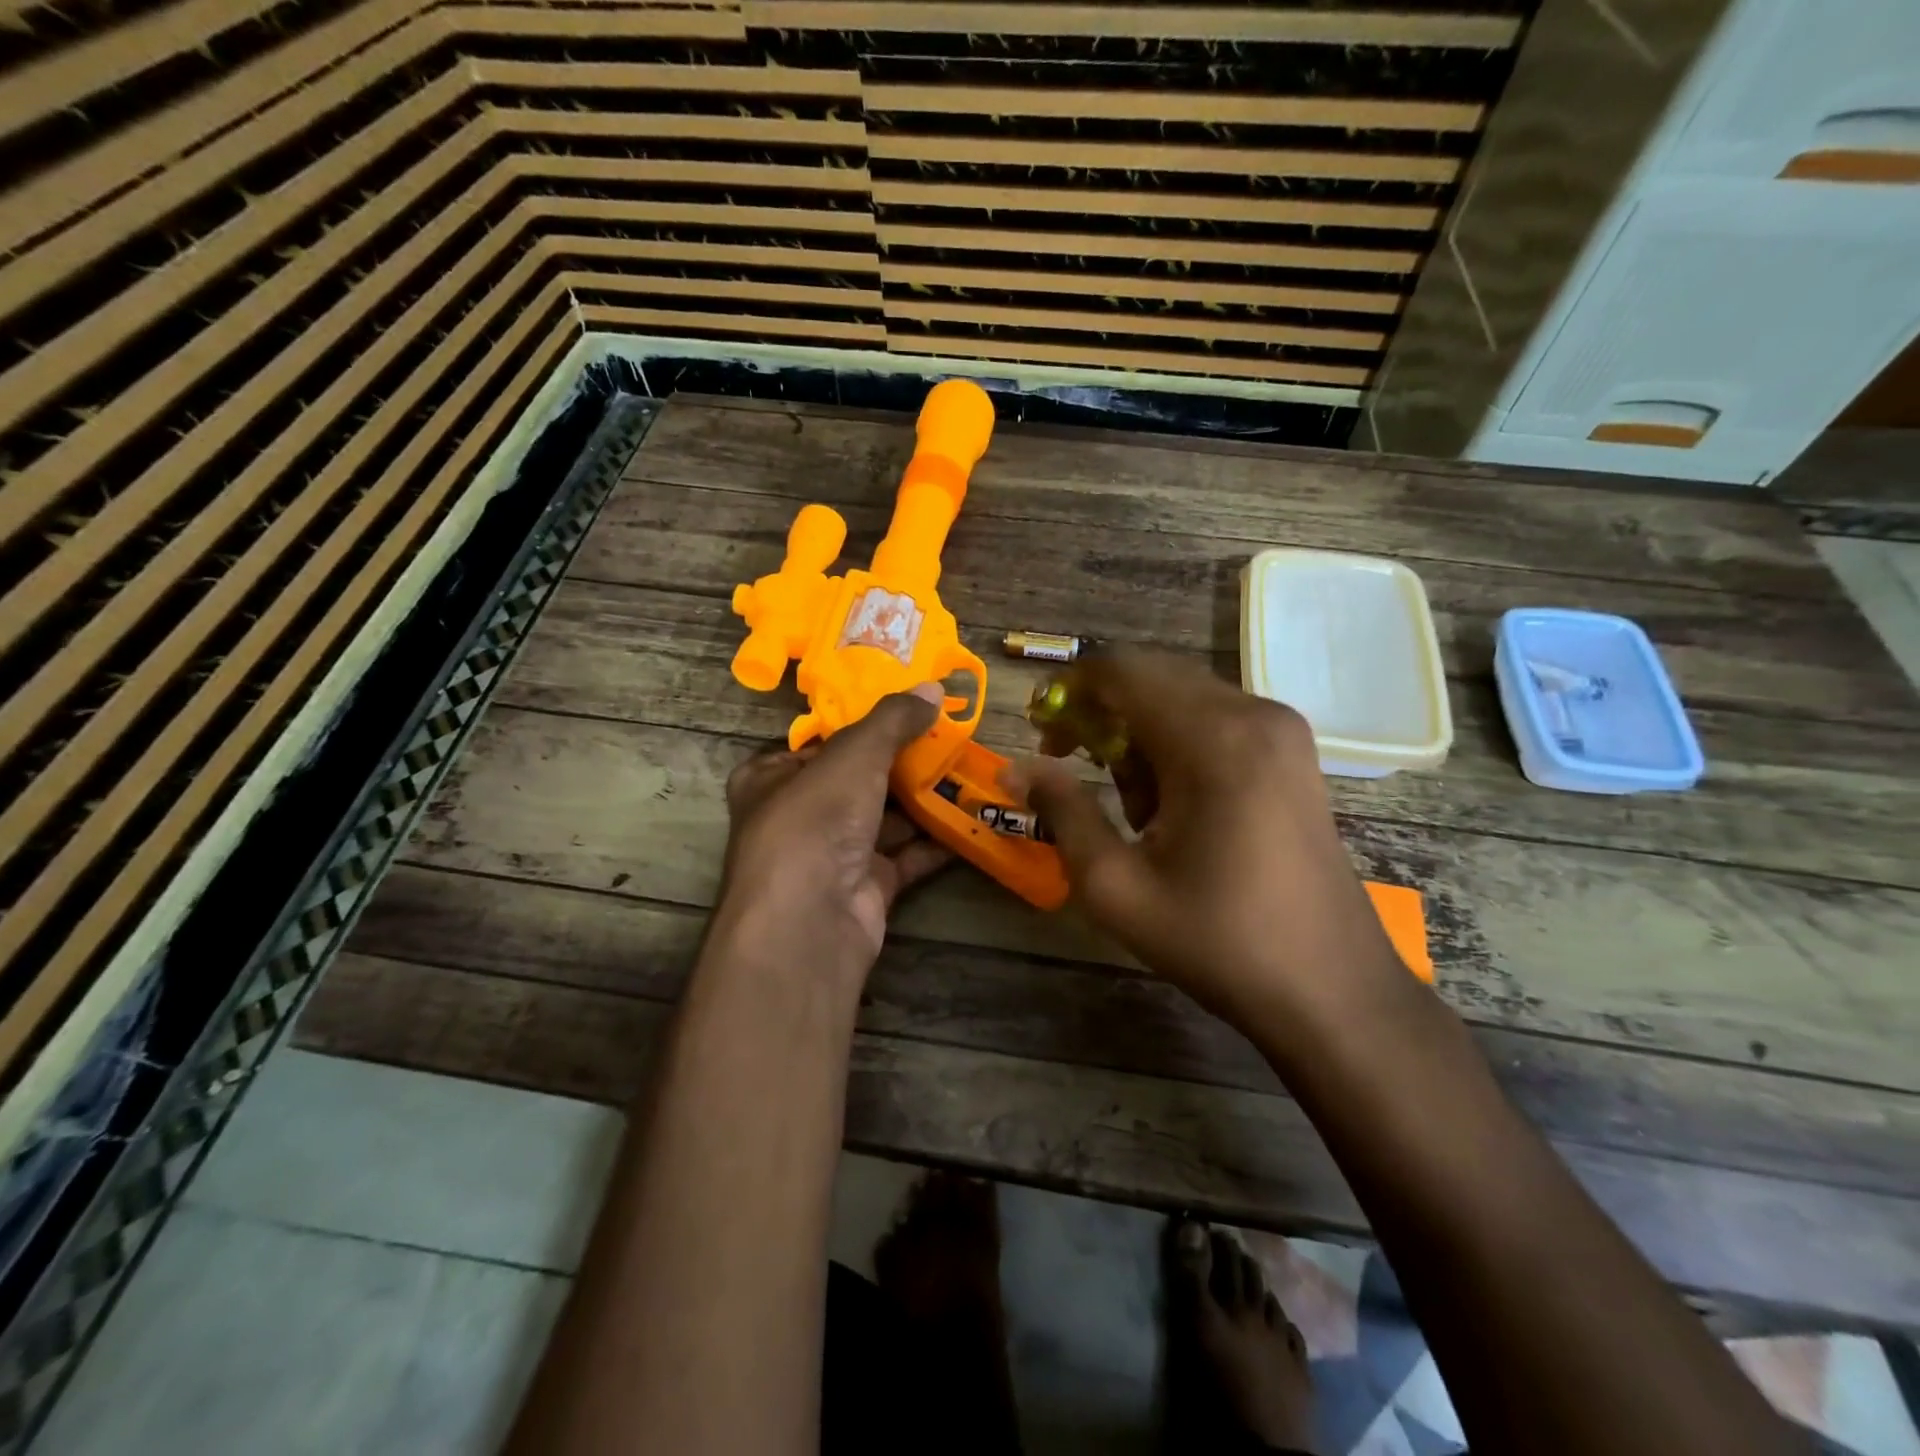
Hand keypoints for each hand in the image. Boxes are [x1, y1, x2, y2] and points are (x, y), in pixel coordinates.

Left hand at [712, 684, 951, 986]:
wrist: (810, 922)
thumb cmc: (815, 821)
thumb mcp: (854, 754)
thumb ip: (893, 720)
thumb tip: (932, 688)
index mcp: (771, 779)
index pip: (820, 743)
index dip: (863, 725)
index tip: (909, 710)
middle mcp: (798, 816)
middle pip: (858, 780)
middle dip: (903, 762)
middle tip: (950, 737)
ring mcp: (832, 856)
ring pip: (885, 818)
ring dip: (925, 800)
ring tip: (969, 771)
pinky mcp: (865, 889)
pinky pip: (905, 856)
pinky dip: (935, 841)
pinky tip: (970, 819)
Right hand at [1017, 652, 1403, 1027]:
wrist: (1330, 988)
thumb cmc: (1217, 940)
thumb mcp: (1115, 886)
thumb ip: (1062, 812)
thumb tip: (1017, 767)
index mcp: (1212, 739)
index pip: (1122, 670)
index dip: (1070, 690)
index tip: (1043, 733)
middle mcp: (1254, 714)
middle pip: (1152, 676)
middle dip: (1102, 713)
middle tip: (1072, 766)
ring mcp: (1282, 729)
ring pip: (1182, 696)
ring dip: (1140, 732)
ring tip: (1133, 807)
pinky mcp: (1294, 751)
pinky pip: (1217, 718)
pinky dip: (1178, 742)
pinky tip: (1176, 805)